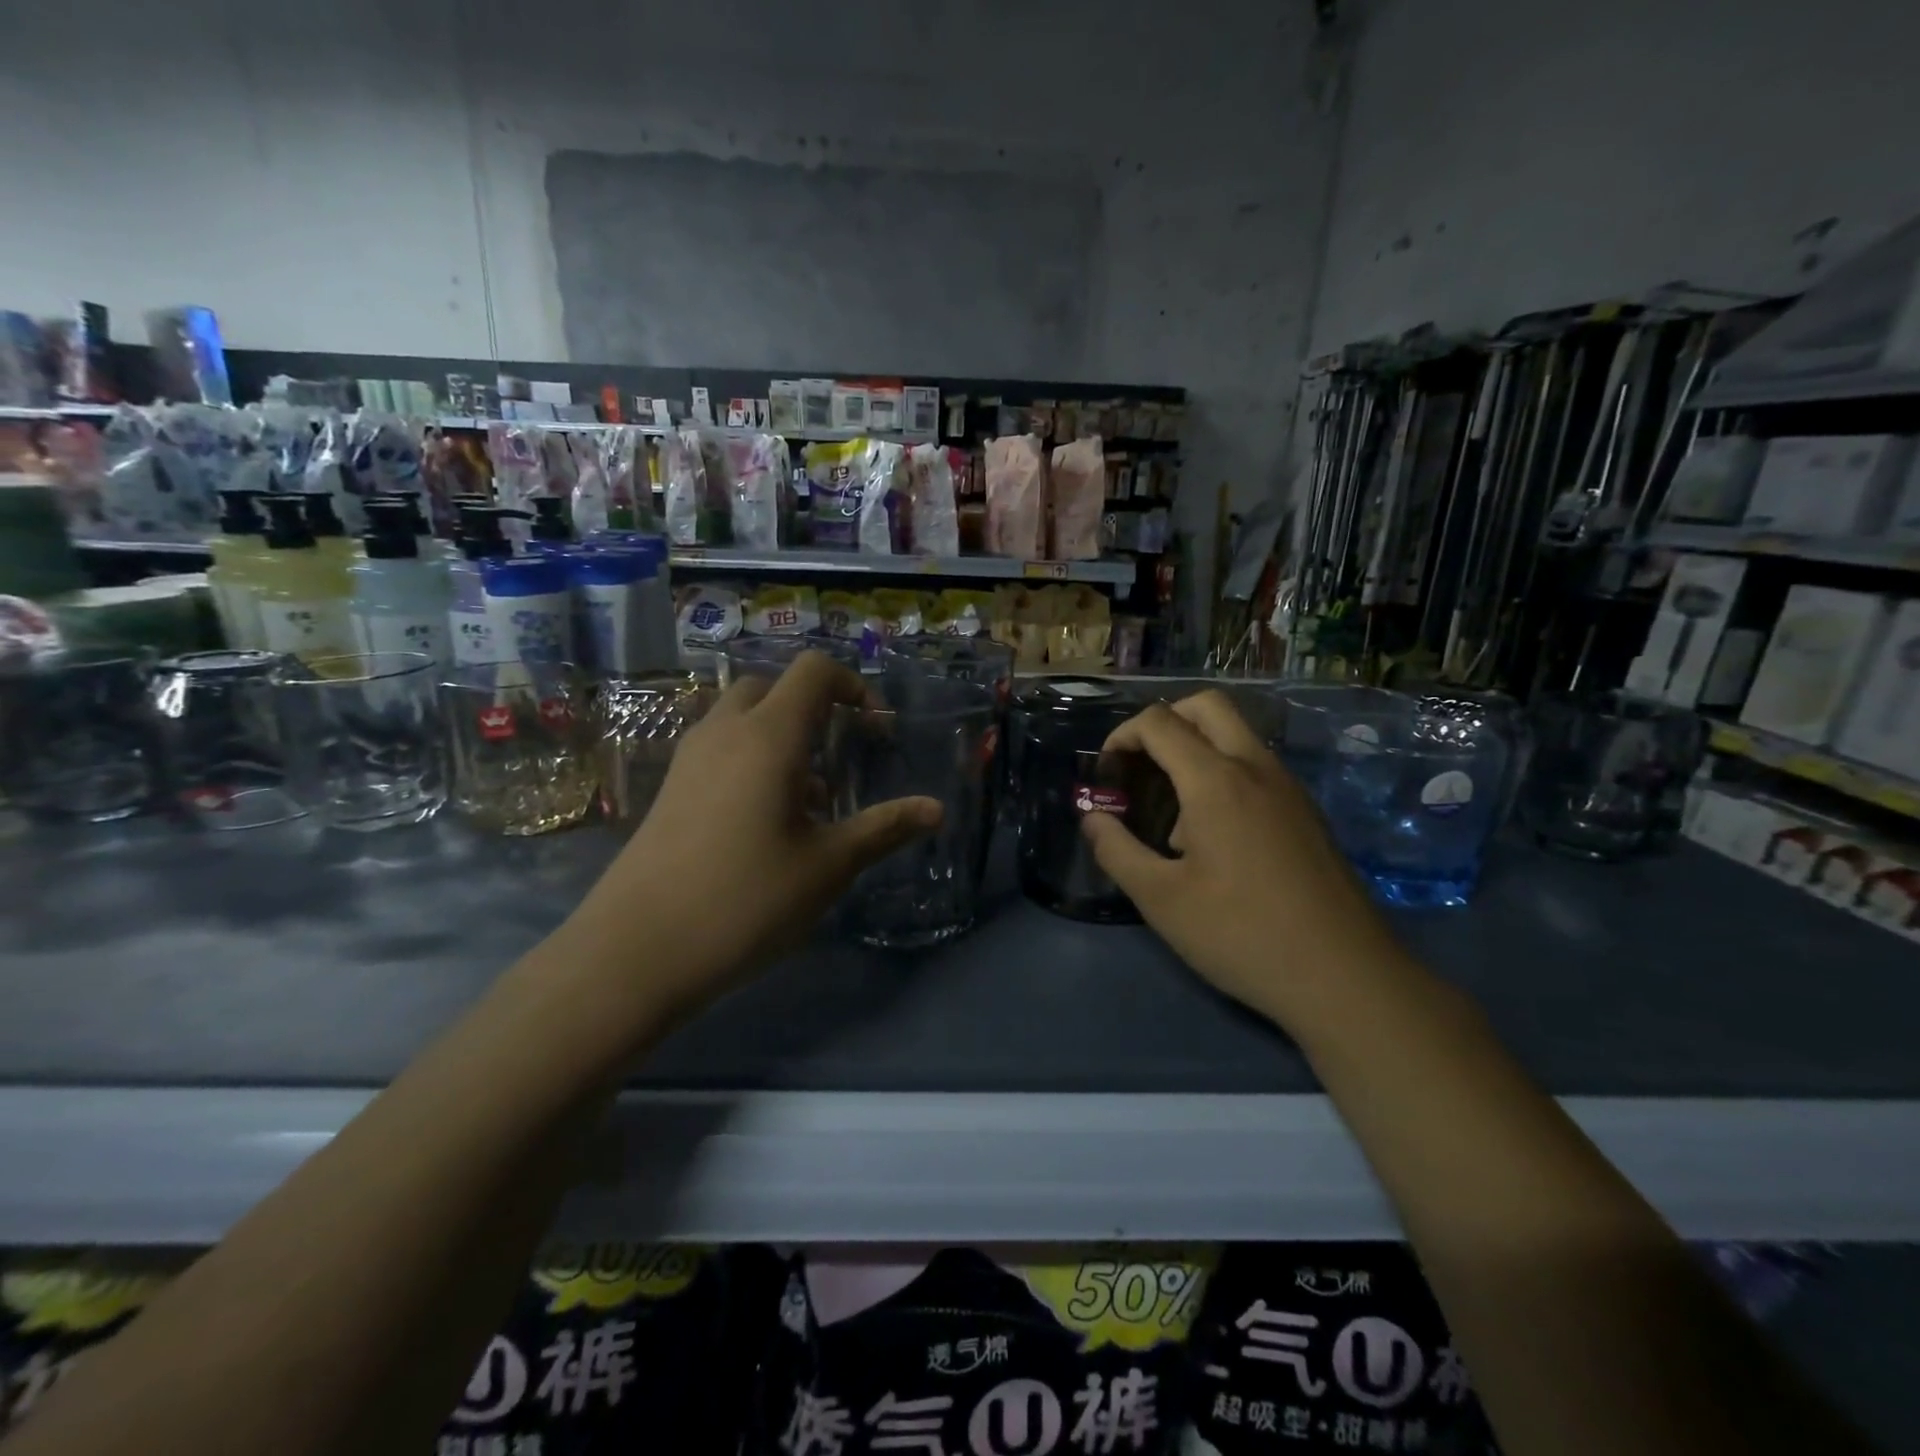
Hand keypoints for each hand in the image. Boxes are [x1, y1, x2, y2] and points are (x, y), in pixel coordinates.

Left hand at [566, 652, 941, 1020]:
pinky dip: (751, 760)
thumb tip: (936, 809)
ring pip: (742, 719)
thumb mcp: (827, 866)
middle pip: (772, 687)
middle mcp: (725, 732)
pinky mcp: (670, 789)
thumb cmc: (744, 900)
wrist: (633, 952)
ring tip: (810, 800)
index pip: (813, 671)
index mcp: (769, 736)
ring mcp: (690, 759)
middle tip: (840, 756)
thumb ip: (884, 829)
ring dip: (781, 737)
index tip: (875, 730)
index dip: (853, 685)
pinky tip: (765, 824)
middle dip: (813, 708)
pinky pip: (720, 750)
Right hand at [1080, 691, 1402, 1028]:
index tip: (1106, 775)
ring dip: (1195, 747)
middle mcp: (1256, 768)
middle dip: (1163, 721)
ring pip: (1236, 733)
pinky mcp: (1306, 811)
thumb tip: (1092, 818)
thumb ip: (1116, 850)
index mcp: (1216, 780)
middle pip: (1206, 705)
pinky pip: (1256, 765)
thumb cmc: (1241, 934)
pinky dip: (1223, 771)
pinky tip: (1214, 835)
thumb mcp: (1161, 899)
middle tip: (1140, 765)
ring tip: (1173, 812)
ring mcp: (1288, 787)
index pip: (1159, 722)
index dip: (1121, 736)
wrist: (1344, 976)